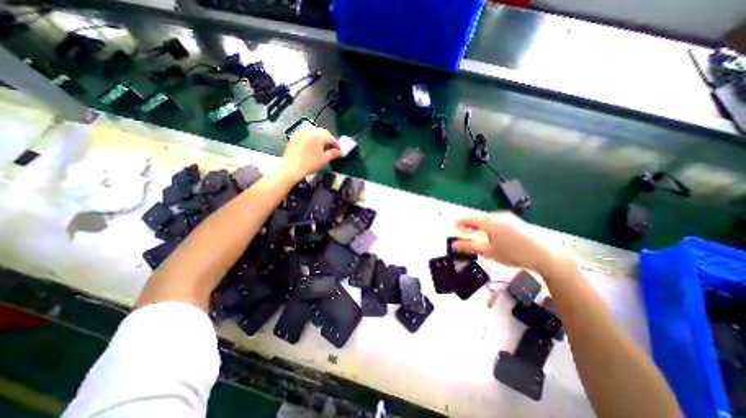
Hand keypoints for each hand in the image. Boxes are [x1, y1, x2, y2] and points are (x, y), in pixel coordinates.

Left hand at [277, 127, 341, 178]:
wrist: (291, 167)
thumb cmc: (310, 163)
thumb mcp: (324, 159)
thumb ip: (333, 153)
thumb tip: (341, 152)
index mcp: (319, 135)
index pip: (331, 138)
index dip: (336, 144)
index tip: (339, 151)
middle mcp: (310, 130)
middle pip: (323, 133)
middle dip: (328, 140)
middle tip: (331, 149)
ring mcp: (301, 132)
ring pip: (314, 133)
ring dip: (320, 139)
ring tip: (322, 148)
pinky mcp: (295, 136)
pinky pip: (307, 135)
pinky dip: (312, 139)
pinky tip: (312, 147)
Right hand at [451, 212, 572, 276]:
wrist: (546, 255)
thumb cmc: (514, 254)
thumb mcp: (489, 252)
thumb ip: (469, 247)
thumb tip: (453, 245)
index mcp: (489, 222)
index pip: (467, 219)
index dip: (458, 224)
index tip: (451, 230)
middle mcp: (497, 215)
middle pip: (477, 218)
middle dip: (468, 226)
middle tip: (463, 236)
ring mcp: (507, 216)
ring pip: (486, 219)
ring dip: (478, 226)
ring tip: (475, 236)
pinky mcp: (514, 220)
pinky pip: (495, 220)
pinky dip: (488, 226)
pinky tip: (491, 235)